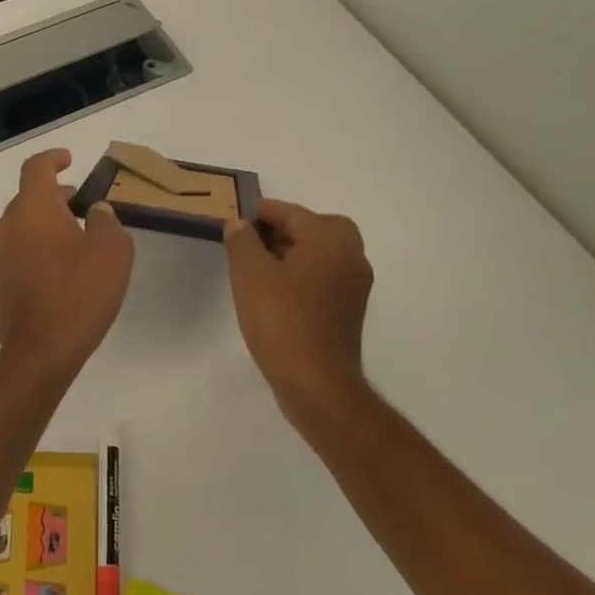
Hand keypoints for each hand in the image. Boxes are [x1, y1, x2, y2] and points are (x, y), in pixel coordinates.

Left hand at [0, 150, 134, 373]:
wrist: (41, 351)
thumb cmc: (79, 293)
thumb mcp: (112, 251)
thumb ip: (107, 222)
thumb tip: (97, 211)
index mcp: (33, 209)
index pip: (35, 168)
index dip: (53, 159)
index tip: (69, 161)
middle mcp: (9, 226)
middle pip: (27, 198)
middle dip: (54, 196)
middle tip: (81, 205)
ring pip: (21, 226)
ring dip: (45, 224)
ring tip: (74, 239)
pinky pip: (18, 253)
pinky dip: (36, 249)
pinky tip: (59, 270)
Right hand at [225, 199, 373, 431]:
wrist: (316, 382)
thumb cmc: (282, 320)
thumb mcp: (250, 274)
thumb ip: (242, 241)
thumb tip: (240, 224)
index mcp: (330, 239)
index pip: (293, 213)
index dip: (265, 212)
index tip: (241, 216)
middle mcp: (351, 256)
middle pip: (316, 229)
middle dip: (285, 230)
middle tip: (255, 240)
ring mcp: (355, 286)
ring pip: (323, 254)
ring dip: (295, 253)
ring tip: (260, 266)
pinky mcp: (350, 311)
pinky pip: (325, 278)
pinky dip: (304, 275)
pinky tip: (277, 292)